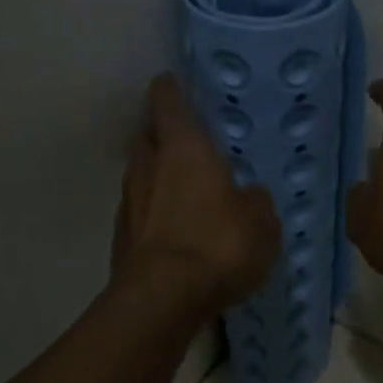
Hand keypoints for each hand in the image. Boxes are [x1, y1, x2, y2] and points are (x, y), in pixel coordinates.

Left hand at [113, 74, 280, 311]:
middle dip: (162, 134)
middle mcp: (149, 166)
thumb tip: (251, 196)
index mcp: (184, 148)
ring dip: (157, 176)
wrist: (162, 299)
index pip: (168, 101)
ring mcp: (129, 202)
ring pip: (141, 175)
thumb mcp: (261, 222)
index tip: (174, 83)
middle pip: (148, 136)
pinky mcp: (121, 238)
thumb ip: (256, 202)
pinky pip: (140, 212)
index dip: (171, 90)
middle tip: (186, 141)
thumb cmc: (218, 244)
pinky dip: (154, 213)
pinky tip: (174, 229)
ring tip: (184, 189)